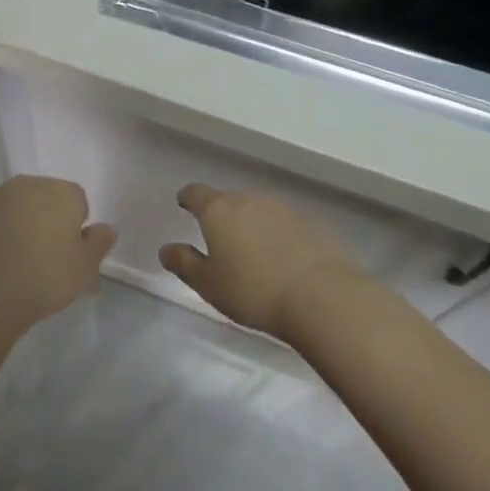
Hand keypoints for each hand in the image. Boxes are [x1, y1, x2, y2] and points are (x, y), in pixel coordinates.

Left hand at [0, 175, 116, 333]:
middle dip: (41, 219)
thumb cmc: (46, 278)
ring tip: (8, 262)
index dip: (73, 227)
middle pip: (40, 198)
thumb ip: (99, 244)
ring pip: (7, 205)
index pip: (76, 201)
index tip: (66, 253)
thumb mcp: (85, 269)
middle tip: (38, 258)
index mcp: (61, 193)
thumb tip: (105, 228)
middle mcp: (26, 184)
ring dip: (10, 224)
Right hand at [159, 184, 362, 337]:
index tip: (184, 204)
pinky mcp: (312, 223)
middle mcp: (249, 199)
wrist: (323, 297)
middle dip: (223, 216)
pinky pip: (285, 225)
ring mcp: (283, 208)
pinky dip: (279, 236)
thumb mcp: (209, 284)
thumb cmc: (254, 291)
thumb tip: (166, 249)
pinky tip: (283, 260)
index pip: (196, 193)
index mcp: (218, 210)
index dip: (188, 198)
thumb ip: (184, 263)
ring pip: (259, 211)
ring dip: (252, 225)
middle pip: (229, 200)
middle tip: (220, 240)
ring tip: (253, 252)